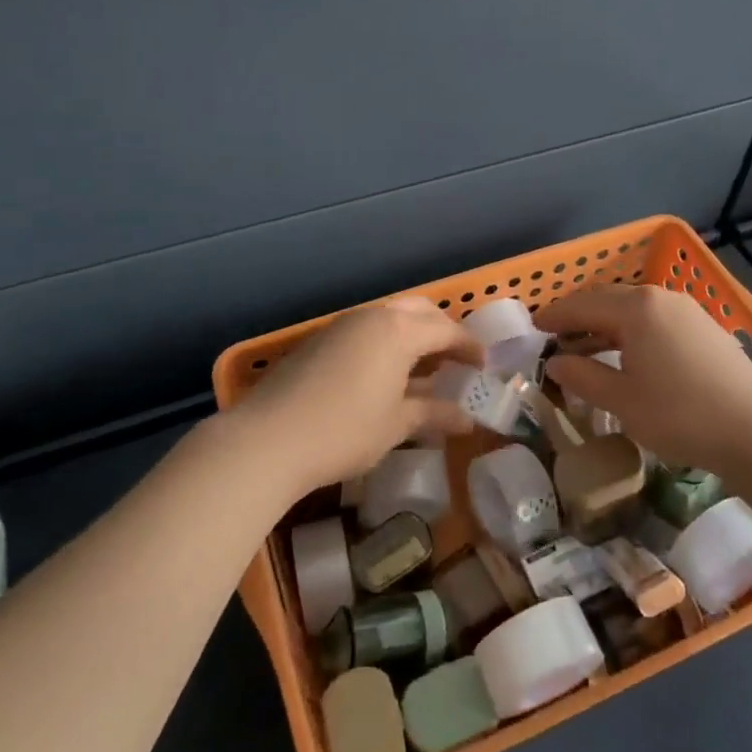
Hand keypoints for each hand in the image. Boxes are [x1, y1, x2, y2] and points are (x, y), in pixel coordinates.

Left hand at [220, 297, 483, 498]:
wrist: (267, 439)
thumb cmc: (344, 431)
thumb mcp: (396, 424)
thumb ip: (434, 414)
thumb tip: (467, 419)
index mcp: (398, 331)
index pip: (446, 331)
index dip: (470, 347)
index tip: (484, 366)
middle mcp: (373, 317)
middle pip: (419, 311)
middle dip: (442, 330)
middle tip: (456, 359)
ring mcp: (342, 325)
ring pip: (390, 317)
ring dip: (413, 334)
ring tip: (424, 366)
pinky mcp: (319, 340)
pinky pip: (366, 330)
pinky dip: (386, 343)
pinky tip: (386, 373)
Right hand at [540, 284, 751, 473]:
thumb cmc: (680, 415)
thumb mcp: (622, 400)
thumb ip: (583, 376)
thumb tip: (555, 362)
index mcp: (636, 308)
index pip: (583, 304)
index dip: (555, 316)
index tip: (533, 327)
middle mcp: (661, 298)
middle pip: (608, 300)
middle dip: (579, 316)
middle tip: (555, 335)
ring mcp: (687, 311)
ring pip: (634, 310)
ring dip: (605, 325)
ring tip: (585, 349)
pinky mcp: (705, 329)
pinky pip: (655, 320)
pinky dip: (631, 332)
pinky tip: (628, 355)